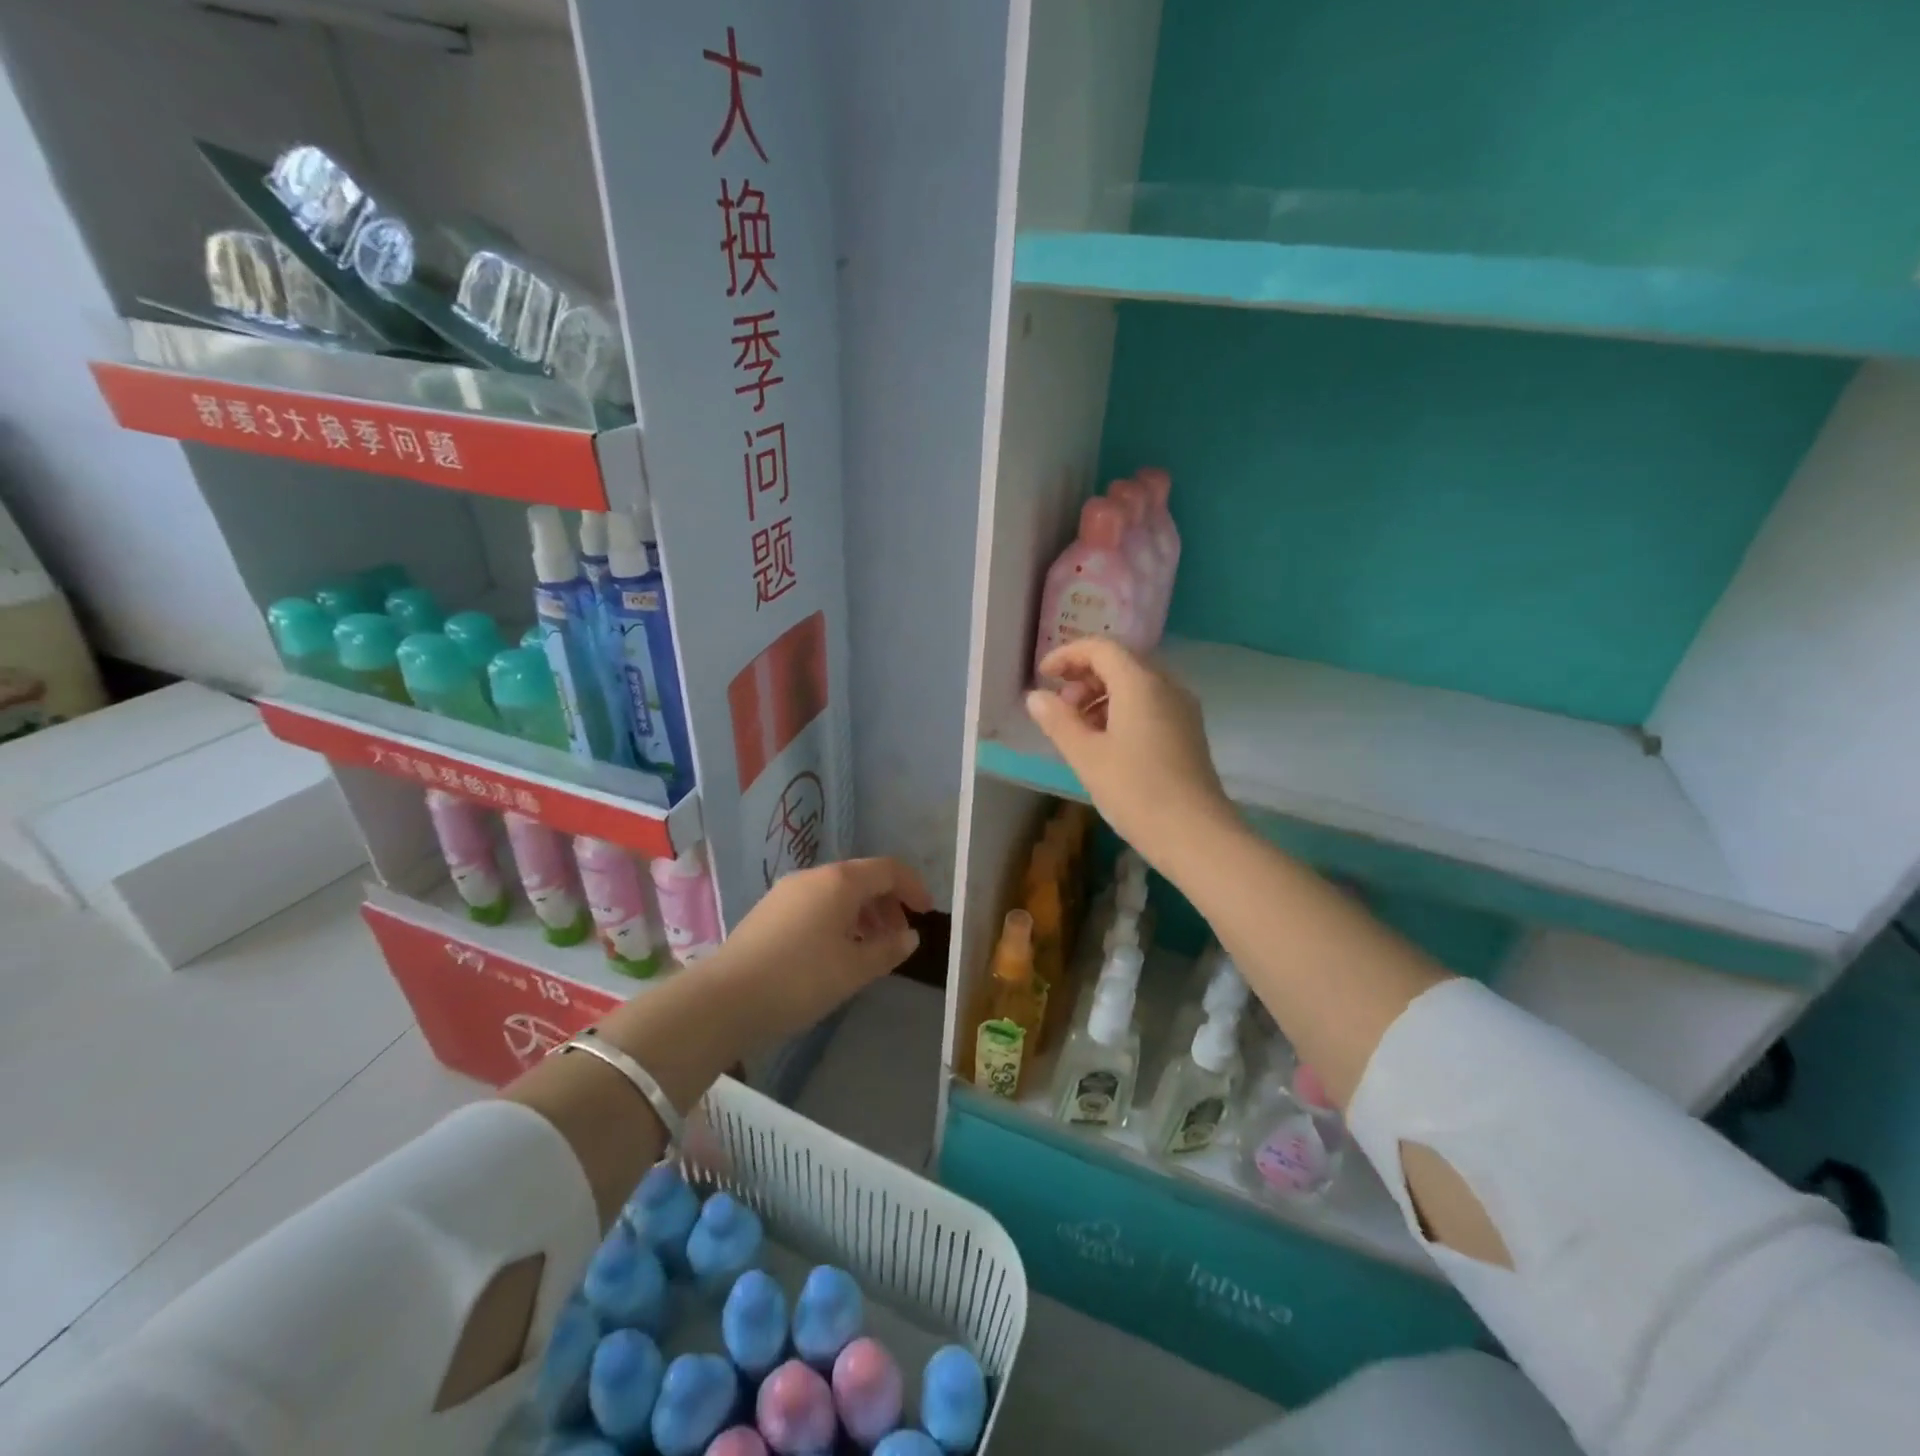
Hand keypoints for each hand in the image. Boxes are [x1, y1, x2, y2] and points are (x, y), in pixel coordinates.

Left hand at [705, 857, 932, 1044]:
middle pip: (862, 878)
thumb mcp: (854, 969)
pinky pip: (815, 905)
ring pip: (837, 892)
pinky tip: (834, 952)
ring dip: (862, 914)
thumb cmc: (800, 979)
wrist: (725, 999)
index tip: (927, 913)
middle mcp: (814, 877)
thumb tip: (910, 937)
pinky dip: (837, 920)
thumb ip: (888, 950)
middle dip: (887, 903)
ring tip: (869, 949)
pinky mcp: (768, 911)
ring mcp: (786, 892)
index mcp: (840, 881)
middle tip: (898, 937)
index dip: (913, 887)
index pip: (888, 869)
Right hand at [1025, 638, 1231, 863]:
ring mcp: (1182, 709)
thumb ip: (1058, 721)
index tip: (1043, 676)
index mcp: (1141, 683)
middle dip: (1085, 676)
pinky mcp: (1188, 732)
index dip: (1068, 655)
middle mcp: (1166, 686)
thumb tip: (1036, 697)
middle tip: (1060, 706)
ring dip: (1102, 695)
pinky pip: (1151, 705)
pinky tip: (1107, 743)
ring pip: (1136, 685)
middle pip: (1121, 662)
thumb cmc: (1135, 791)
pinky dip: (1122, 710)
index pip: (1101, 648)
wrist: (1196, 834)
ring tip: (1078, 728)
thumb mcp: (1086, 756)